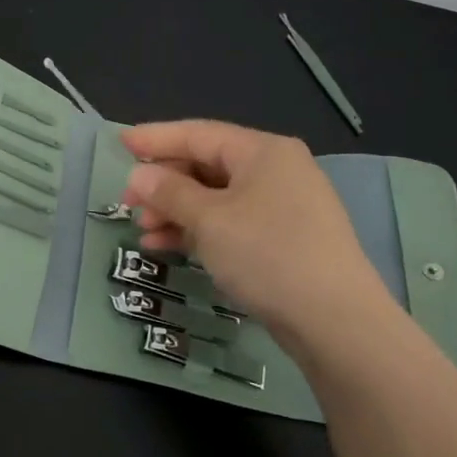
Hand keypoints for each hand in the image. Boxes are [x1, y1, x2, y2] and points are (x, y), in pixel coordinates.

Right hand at [121, 120, 400, 363]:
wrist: (336, 322)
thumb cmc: (268, 255)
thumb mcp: (209, 220)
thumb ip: (169, 192)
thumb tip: (140, 175)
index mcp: (262, 152)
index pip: (198, 134)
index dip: (155, 138)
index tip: (120, 143)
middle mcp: (275, 170)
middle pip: (205, 165)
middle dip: (163, 184)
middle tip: (127, 203)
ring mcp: (282, 206)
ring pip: (214, 197)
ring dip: (175, 211)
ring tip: (144, 232)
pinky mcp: (282, 238)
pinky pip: (229, 222)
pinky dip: (198, 230)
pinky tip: (168, 246)